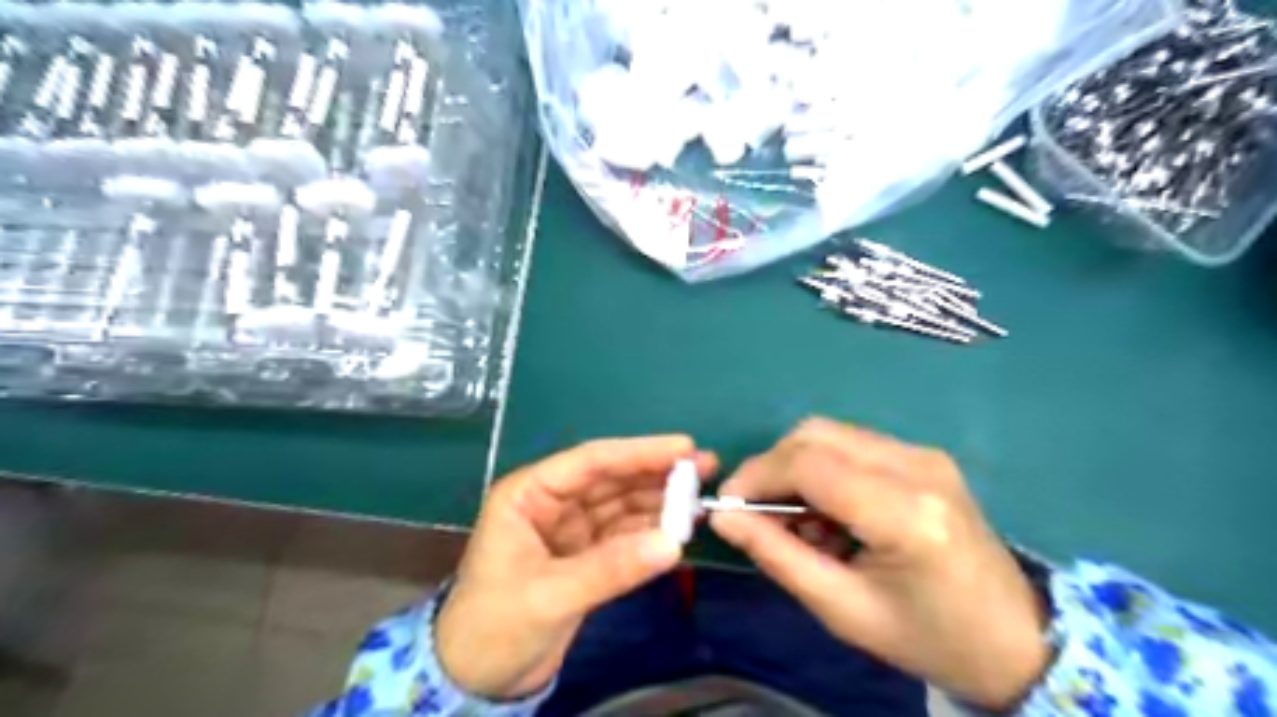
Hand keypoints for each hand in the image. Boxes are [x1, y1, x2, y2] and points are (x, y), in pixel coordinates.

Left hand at [437, 438, 715, 700]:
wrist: (477, 681)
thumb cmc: (493, 626)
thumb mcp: (549, 595)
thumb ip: (610, 568)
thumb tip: (673, 543)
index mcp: (529, 494)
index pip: (590, 462)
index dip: (638, 452)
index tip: (683, 448)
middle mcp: (553, 503)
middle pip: (611, 479)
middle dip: (656, 473)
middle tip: (704, 467)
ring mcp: (571, 529)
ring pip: (622, 505)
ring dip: (659, 501)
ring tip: (700, 497)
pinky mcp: (585, 556)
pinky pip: (624, 535)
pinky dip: (651, 532)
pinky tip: (679, 529)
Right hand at [708, 417, 1045, 708]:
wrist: (1018, 639)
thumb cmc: (929, 637)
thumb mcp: (844, 610)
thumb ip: (778, 556)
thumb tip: (723, 518)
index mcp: (906, 514)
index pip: (809, 465)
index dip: (756, 476)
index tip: (727, 505)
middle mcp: (918, 466)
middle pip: (815, 434)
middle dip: (772, 467)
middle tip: (756, 512)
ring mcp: (925, 454)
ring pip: (830, 434)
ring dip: (796, 467)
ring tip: (797, 521)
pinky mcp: (925, 455)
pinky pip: (852, 445)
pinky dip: (823, 469)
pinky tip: (829, 512)